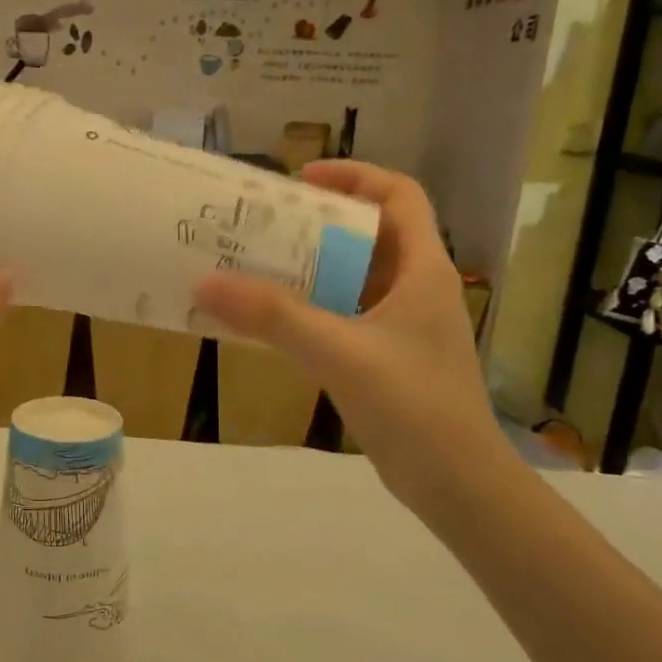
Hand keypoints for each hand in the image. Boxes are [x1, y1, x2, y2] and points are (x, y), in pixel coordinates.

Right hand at [192, 161, 508, 508]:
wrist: (457, 485)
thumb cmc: (413, 406)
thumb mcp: (339, 352)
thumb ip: (273, 316)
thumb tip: (204, 283)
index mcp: (423, 270)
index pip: (399, 197)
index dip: (354, 177)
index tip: (300, 181)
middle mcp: (416, 289)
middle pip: (369, 234)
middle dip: (317, 224)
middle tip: (262, 226)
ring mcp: (403, 326)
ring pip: (354, 278)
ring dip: (310, 268)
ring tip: (256, 266)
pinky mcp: (388, 358)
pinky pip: (345, 315)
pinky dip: (311, 309)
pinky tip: (273, 321)